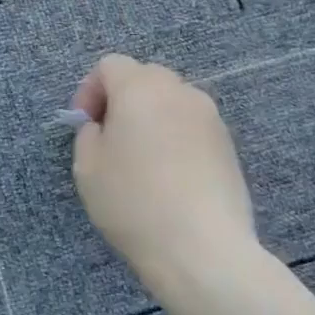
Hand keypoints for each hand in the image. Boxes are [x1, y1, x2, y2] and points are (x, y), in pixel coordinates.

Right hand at [69, 55, 260, 298]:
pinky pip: (192, 125)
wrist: (203, 250)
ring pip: (171, 100)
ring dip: (151, 116)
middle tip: (110, 137)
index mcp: (139, 88)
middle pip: (144, 76)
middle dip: (122, 98)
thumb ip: (89, 134)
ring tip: (141, 158)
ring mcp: (209, 117)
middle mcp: (179, 91)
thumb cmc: (134, 203)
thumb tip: (103, 126)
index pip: (110, 65)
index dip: (90, 90)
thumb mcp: (87, 167)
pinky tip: (169, 174)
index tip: (85, 125)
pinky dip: (175, 136)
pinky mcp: (228, 145)